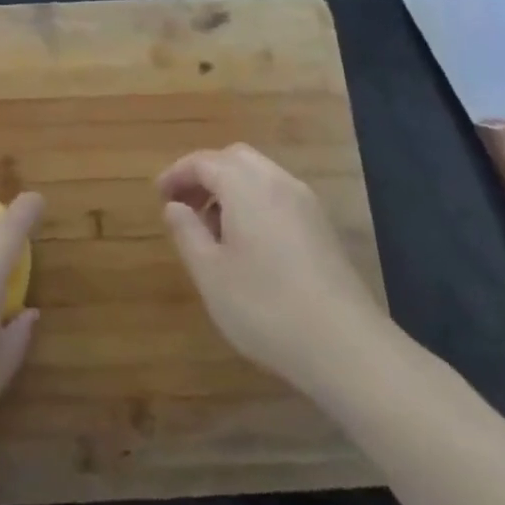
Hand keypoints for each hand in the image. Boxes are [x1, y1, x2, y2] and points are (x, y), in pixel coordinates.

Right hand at [158, 143, 385, 395]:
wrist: (344, 345)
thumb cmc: (264, 307)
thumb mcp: (210, 273)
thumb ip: (187, 232)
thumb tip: (174, 206)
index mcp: (246, 187)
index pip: (204, 161)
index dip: (177, 174)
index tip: (159, 195)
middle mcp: (278, 182)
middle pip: (235, 158)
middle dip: (205, 173)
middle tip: (183, 204)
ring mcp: (305, 203)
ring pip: (260, 175)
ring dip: (230, 187)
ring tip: (211, 226)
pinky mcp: (321, 226)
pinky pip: (278, 195)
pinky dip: (253, 201)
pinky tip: (246, 241)